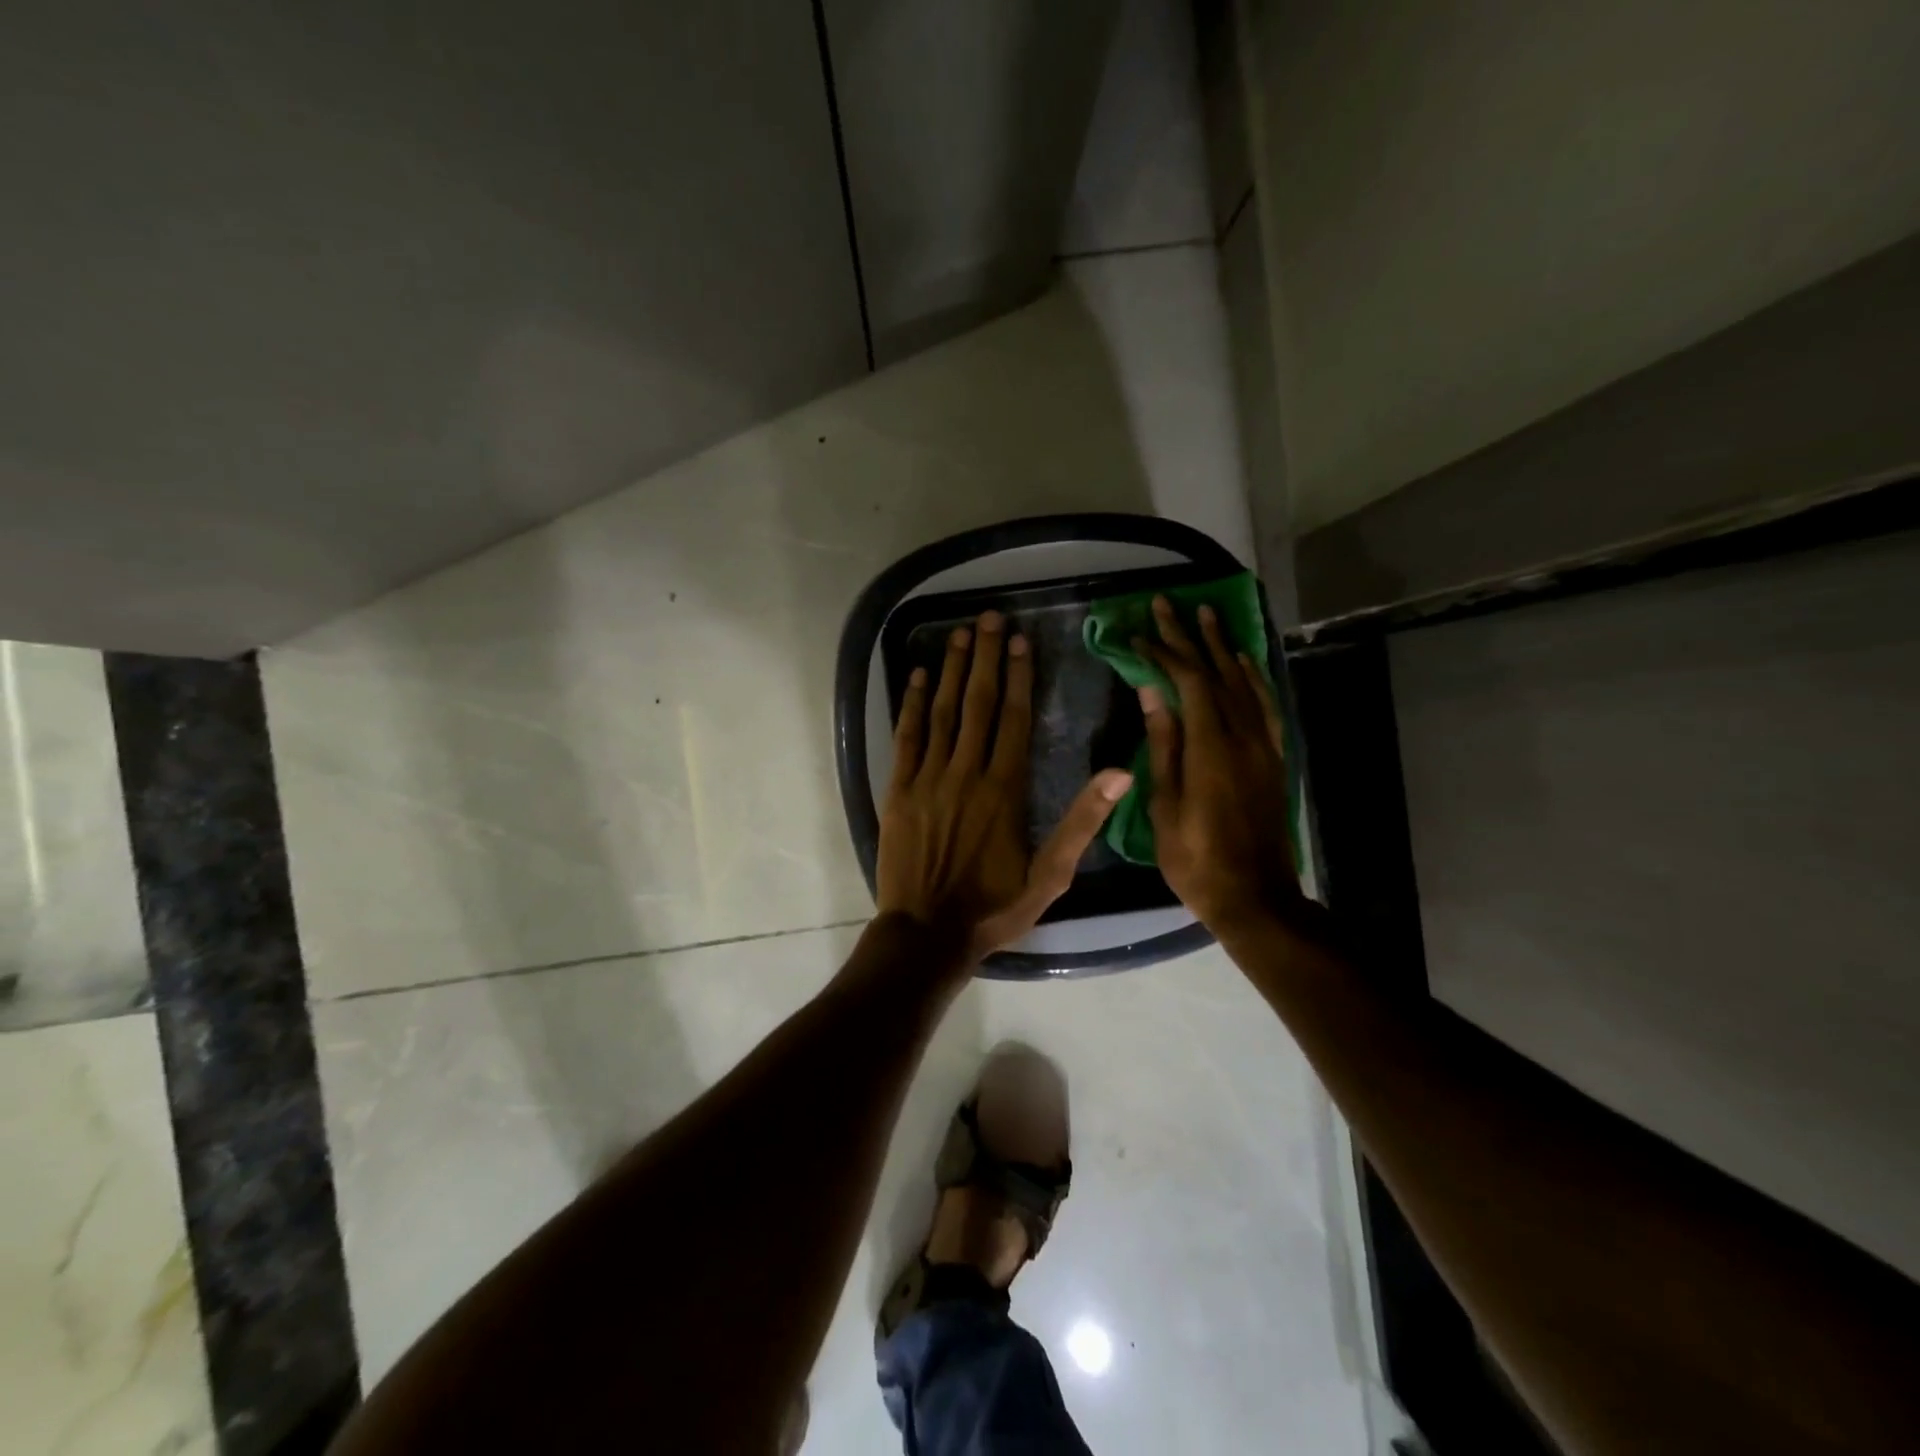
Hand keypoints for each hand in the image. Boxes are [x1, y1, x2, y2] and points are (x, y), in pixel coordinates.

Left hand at [878, 611, 1131, 962]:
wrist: (927, 934)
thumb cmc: (994, 908)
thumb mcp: (1050, 876)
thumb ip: (1082, 823)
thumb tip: (1119, 773)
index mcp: (1005, 789)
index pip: (1015, 718)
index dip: (1019, 676)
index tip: (1019, 640)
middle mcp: (966, 773)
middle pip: (979, 704)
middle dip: (985, 658)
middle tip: (987, 617)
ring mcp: (928, 779)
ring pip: (943, 712)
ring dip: (952, 671)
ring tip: (959, 634)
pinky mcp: (899, 791)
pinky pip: (906, 738)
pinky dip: (912, 705)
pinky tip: (917, 677)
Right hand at [1135, 595, 1298, 932]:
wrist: (1255, 895)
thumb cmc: (1196, 858)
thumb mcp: (1165, 805)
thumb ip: (1163, 745)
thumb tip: (1152, 693)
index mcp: (1211, 746)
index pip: (1187, 682)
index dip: (1162, 653)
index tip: (1137, 634)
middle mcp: (1243, 735)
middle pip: (1215, 672)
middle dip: (1189, 636)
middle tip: (1168, 603)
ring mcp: (1264, 745)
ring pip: (1244, 682)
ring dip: (1223, 646)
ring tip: (1207, 615)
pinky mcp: (1274, 757)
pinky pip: (1267, 705)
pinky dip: (1253, 677)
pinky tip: (1243, 662)